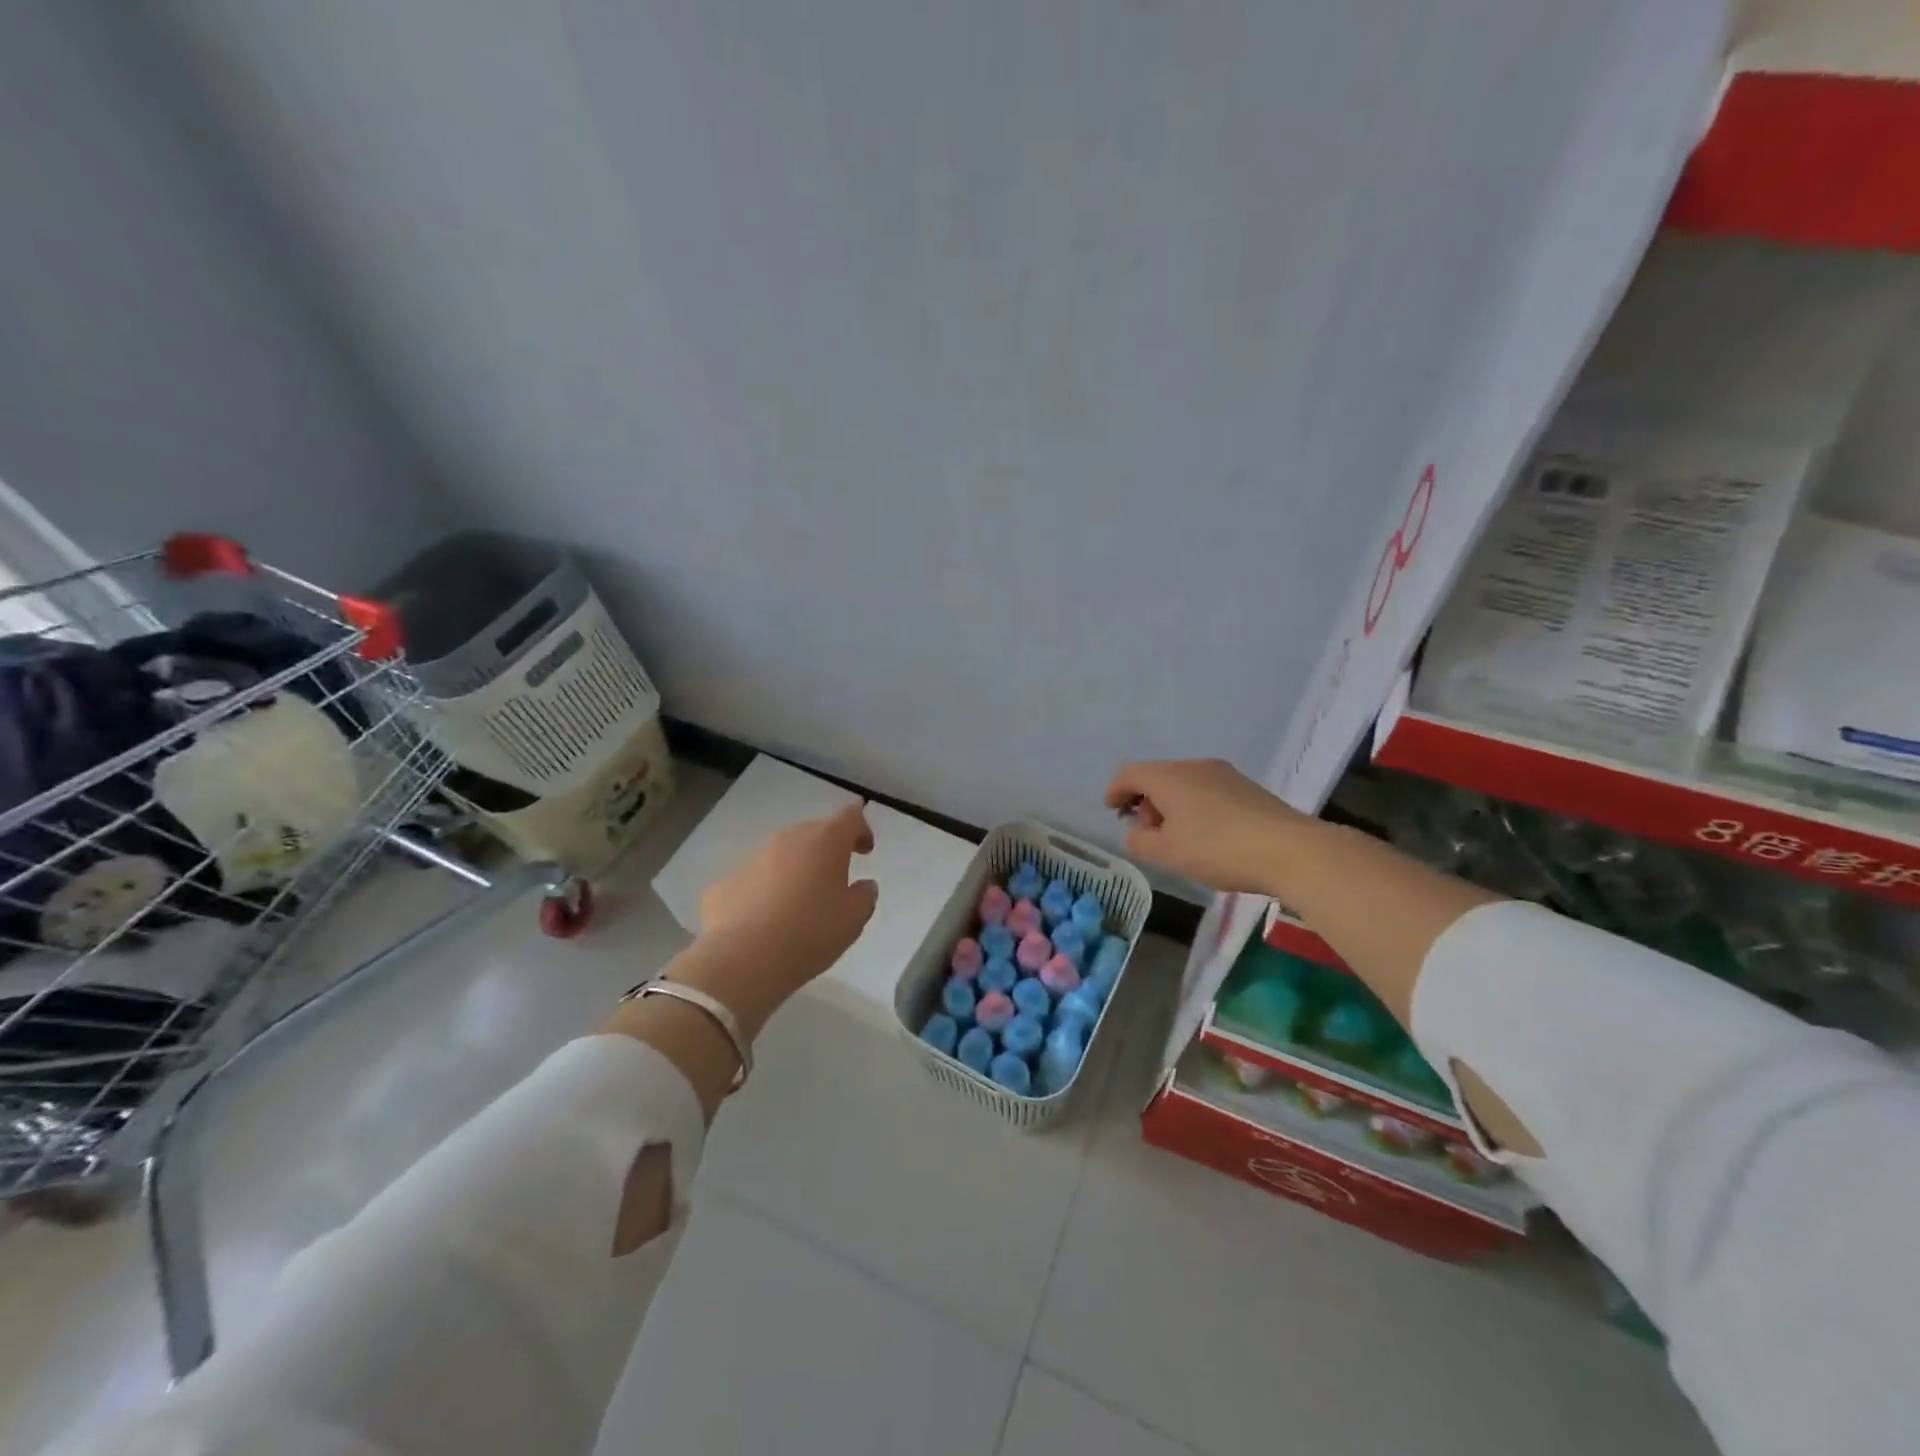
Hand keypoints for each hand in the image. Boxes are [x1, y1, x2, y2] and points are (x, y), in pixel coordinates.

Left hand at [695, 802, 879, 1004]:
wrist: (742, 959)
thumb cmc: (810, 932)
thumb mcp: (854, 919)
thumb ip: (865, 895)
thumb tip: (863, 885)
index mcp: (825, 841)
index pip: (850, 817)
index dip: (861, 828)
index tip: (865, 849)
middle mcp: (788, 839)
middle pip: (813, 833)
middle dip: (827, 850)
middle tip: (835, 877)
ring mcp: (752, 858)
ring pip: (782, 855)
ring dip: (795, 870)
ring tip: (799, 902)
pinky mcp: (725, 882)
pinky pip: (754, 880)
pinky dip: (765, 891)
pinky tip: (766, 920)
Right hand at [1104, 758, 1303, 894]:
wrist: (1291, 850)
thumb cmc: (1218, 849)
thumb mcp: (1168, 853)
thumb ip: (1141, 841)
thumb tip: (1137, 832)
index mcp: (1169, 777)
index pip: (1130, 773)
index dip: (1116, 790)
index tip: (1112, 809)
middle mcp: (1194, 766)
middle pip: (1158, 776)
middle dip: (1145, 802)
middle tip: (1147, 833)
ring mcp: (1224, 774)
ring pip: (1184, 784)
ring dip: (1171, 806)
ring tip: (1177, 839)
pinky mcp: (1247, 788)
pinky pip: (1207, 791)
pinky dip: (1194, 807)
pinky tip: (1205, 836)